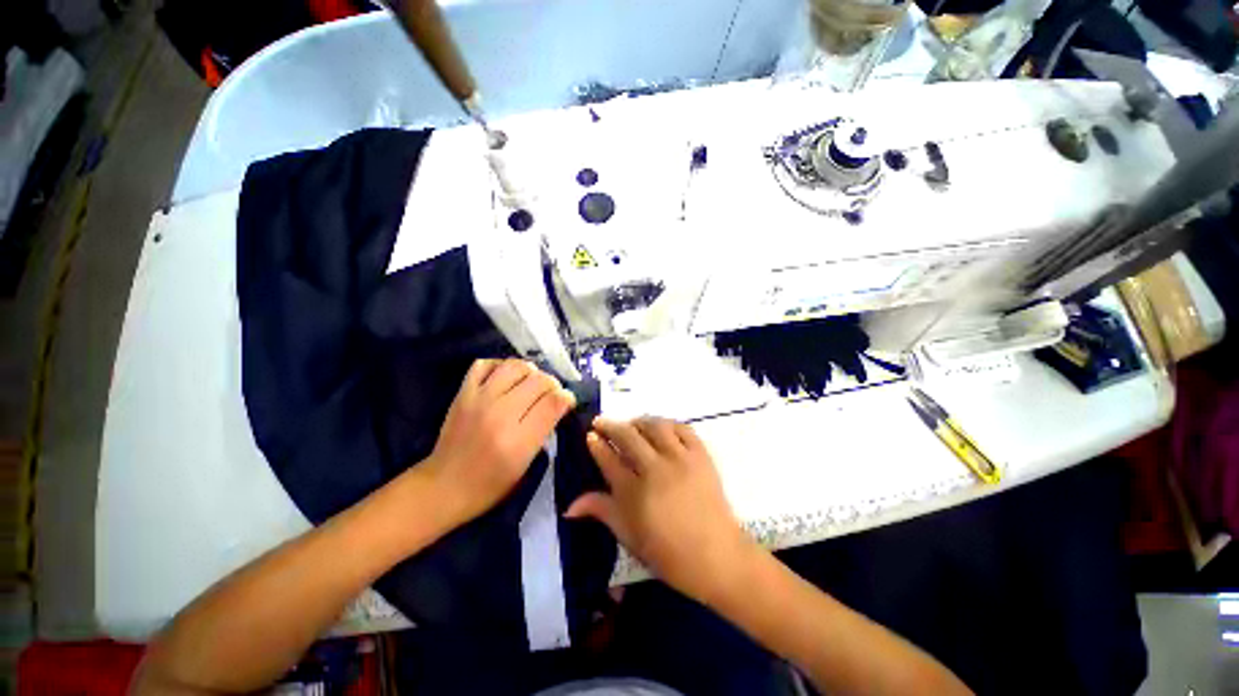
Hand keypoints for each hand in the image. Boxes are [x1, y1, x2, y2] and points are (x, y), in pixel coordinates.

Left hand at [423, 358, 575, 521]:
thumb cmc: (489, 484)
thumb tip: (557, 405)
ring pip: (516, 366)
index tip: (567, 401)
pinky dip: (500, 365)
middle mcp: (500, 413)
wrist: (443, 486)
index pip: (554, 402)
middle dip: (553, 384)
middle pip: (539, 380)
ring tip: (530, 383)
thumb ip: (544, 432)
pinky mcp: (463, 393)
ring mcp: (479, 399)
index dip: (567, 397)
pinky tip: (506, 378)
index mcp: (518, 440)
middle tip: (551, 394)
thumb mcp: (525, 466)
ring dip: (530, 372)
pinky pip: (485, 364)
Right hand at [567, 417, 755, 604]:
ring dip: (638, 421)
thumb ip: (601, 512)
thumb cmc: (669, 554)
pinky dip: (669, 424)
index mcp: (634, 494)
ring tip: (631, 424)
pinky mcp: (701, 455)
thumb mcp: (630, 537)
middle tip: (601, 422)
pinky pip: (683, 428)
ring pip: (654, 426)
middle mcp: (655, 469)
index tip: (590, 435)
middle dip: (610, 425)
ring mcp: (680, 459)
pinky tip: (661, 428)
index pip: (609, 459)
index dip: (597, 444)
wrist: (718, 557)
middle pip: (628, 436)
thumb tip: (569, 506)